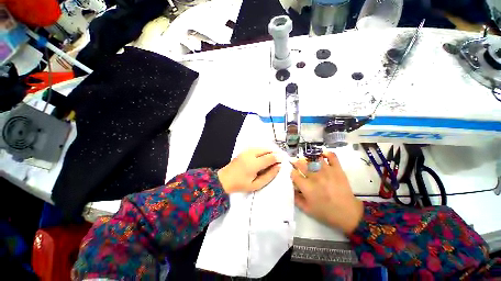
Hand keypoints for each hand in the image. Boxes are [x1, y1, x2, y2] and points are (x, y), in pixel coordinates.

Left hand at [218, 148, 281, 193]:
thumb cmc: (241, 184)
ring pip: (263, 147)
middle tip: (279, 159)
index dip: (278, 157)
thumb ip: (269, 175)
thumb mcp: (256, 184)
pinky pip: (258, 148)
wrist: (224, 179)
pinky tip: (264, 156)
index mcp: (254, 164)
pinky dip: (264, 150)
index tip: (284, 160)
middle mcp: (251, 154)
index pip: (270, 157)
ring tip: (273, 158)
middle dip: (275, 153)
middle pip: (267, 150)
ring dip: (270, 151)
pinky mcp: (245, 150)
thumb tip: (279, 166)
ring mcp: (247, 151)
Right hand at [291, 152, 363, 233]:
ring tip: (309, 161)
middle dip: (297, 163)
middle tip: (297, 164)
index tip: (293, 173)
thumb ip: (296, 198)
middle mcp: (315, 176)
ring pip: (314, 159)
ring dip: (309, 159)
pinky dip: (327, 153)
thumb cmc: (325, 212)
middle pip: (301, 163)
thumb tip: (290, 188)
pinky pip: (332, 156)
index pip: (294, 173)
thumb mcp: (307, 209)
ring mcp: (327, 171)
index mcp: (306, 187)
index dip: (291, 172)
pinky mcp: (337, 169)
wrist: (348, 213)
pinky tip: (323, 155)